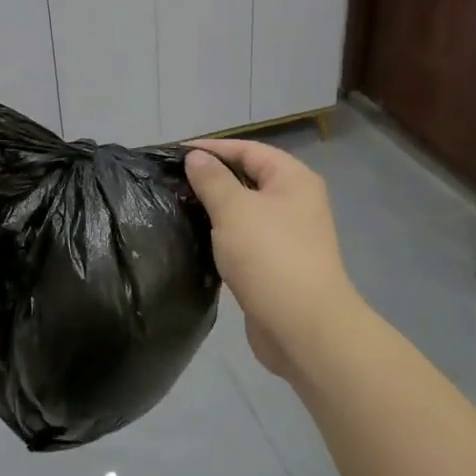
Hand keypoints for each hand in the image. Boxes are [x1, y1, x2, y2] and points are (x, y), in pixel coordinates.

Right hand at [185, 140, 360, 378]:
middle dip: (212, 178)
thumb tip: (196, 157)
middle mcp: (296, 202)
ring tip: (178, 206)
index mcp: (293, 179)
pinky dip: (223, 235)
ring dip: (216, 208)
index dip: (212, 148)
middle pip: (249, 178)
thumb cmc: (270, 256)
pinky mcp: (277, 265)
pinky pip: (246, 238)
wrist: (303, 326)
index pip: (248, 149)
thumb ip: (212, 180)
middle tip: (172, 181)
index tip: (174, 154)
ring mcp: (289, 235)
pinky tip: (197, 238)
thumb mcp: (234, 209)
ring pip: (246, 211)